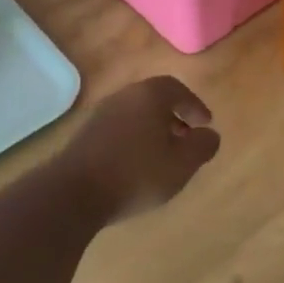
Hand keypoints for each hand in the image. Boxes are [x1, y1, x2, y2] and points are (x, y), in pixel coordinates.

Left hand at [60, 76, 220, 222]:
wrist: (73, 193)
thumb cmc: (136, 174)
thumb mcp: (182, 164)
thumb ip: (202, 146)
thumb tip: (210, 135)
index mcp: (150, 95)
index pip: (178, 89)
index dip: (194, 106)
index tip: (205, 124)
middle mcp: (124, 96)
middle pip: (154, 99)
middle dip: (174, 117)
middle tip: (186, 138)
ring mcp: (101, 114)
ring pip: (135, 114)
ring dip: (152, 129)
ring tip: (163, 155)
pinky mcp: (85, 135)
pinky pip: (119, 129)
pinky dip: (134, 139)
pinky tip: (136, 165)